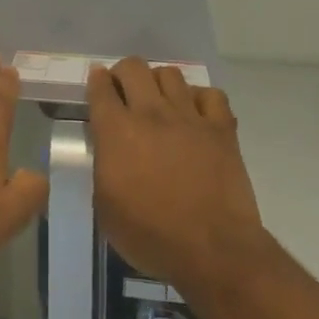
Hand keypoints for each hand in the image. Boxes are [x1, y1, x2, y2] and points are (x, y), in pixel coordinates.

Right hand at [87, 58, 269, 295]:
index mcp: (116, 131)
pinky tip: (196, 114)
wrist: (212, 250)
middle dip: (125, 73)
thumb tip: (108, 150)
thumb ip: (103, 167)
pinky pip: (211, 95)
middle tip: (125, 91)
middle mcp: (150, 113)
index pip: (100, 87)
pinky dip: (201, 99)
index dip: (97, 80)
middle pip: (134, 67)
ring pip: (171, 74)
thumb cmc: (150, 236)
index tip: (98, 84)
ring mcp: (189, 117)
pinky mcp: (221, 129)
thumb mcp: (105, 207)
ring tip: (160, 100)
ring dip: (160, 82)